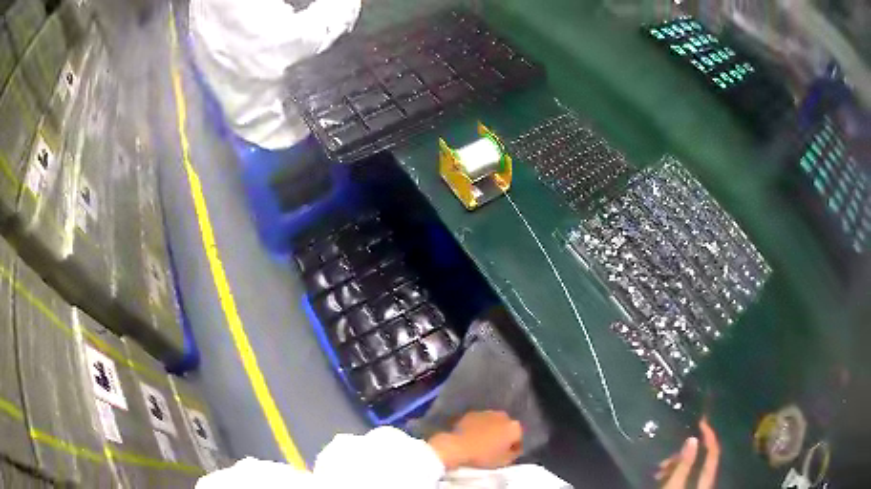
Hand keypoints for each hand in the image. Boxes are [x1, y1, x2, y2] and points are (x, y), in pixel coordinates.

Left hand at [428, 411, 523, 470]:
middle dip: (503, 436)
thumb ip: (513, 454)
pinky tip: (473, 436)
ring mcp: (487, 412)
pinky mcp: (472, 413)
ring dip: (491, 430)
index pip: (518, 438)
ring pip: (493, 423)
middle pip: (507, 428)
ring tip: (483, 441)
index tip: (508, 455)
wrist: (457, 447)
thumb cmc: (483, 456)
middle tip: (495, 447)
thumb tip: (513, 450)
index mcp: (514, 427)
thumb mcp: (503, 461)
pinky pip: (480, 421)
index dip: (514, 448)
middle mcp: (503, 416)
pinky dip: (479, 427)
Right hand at [657, 417, 720, 488]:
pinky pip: (685, 476)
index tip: (702, 421)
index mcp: (707, 479)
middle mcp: (706, 482)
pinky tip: (661, 474)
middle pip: (702, 460)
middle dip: (685, 454)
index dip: (710, 435)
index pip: (714, 452)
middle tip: (667, 456)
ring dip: (677, 464)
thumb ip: (684, 464)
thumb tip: (693, 438)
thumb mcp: (674, 485)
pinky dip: (675, 473)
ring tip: (660, 468)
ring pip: (692, 469)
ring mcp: (697, 487)